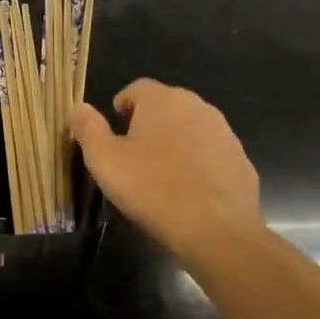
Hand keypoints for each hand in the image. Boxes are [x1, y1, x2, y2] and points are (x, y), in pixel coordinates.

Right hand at [70, 79, 264, 263]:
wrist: (217, 230)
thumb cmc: (152, 188)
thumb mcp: (103, 159)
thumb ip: (87, 128)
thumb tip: (77, 108)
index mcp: (162, 100)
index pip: (137, 88)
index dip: (122, 105)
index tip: (114, 129)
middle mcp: (197, 106)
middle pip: (166, 105)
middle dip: (149, 122)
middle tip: (133, 153)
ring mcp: (224, 133)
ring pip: (191, 128)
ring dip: (175, 142)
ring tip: (161, 174)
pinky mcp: (242, 160)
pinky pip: (212, 154)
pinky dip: (199, 163)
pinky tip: (189, 191)